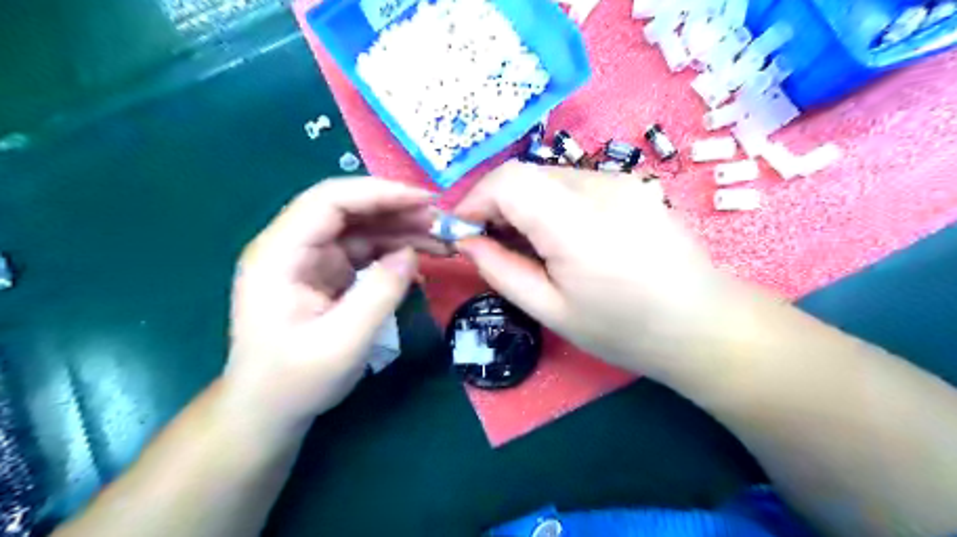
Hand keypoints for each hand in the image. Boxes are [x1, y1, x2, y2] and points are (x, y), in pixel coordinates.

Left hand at [224, 178, 448, 433]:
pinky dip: (393, 252)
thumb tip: (411, 253)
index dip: (378, 193)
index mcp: (279, 255)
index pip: (329, 201)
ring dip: (401, 230)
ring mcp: (310, 259)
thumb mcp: (343, 342)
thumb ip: (380, 293)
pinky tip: (420, 261)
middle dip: (396, 210)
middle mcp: (292, 247)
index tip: (424, 200)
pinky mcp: (326, 273)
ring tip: (440, 241)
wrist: (269, 410)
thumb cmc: (296, 381)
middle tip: (441, 222)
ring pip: (361, 228)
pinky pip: (364, 250)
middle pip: (348, 209)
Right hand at [455, 162, 746, 378]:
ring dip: (525, 205)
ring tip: (531, 247)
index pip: (508, 181)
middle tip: (493, 246)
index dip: (475, 200)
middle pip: (525, 175)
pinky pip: (574, 184)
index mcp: (578, 225)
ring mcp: (621, 180)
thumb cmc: (624, 330)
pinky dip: (551, 204)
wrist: (702, 324)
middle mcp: (600, 187)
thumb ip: (501, 271)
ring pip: (548, 177)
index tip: (464, 233)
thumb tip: (466, 243)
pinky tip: (564, 238)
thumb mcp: (551, 311)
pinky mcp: (631, 184)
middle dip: (497, 206)